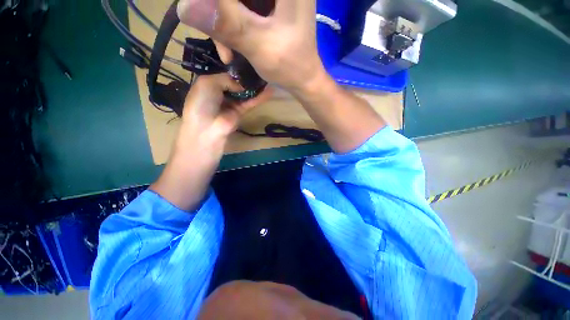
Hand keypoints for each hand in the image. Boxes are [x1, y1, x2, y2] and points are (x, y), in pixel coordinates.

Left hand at [177, 73, 270, 147]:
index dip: (236, 69)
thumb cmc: (202, 102)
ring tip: (267, 77)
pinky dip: (259, 97)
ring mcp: (232, 103)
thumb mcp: (208, 83)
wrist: (207, 127)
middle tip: (260, 68)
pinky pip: (251, 102)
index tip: (249, 62)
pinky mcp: (241, 112)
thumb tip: (243, 83)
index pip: (226, 74)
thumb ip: (227, 78)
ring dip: (255, 86)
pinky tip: (270, 91)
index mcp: (210, 84)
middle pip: (237, 83)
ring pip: (245, 92)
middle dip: (247, 77)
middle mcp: (221, 92)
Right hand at [178, 0, 325, 93]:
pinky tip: (231, 45)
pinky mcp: (267, 4)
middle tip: (218, 40)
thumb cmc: (291, 66)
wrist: (303, 79)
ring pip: (235, 0)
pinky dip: (230, 24)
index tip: (205, 16)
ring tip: (226, 51)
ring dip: (222, 21)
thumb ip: (228, 24)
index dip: (217, 3)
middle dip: (218, 11)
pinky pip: (239, 6)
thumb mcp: (260, 46)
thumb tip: (184, 5)